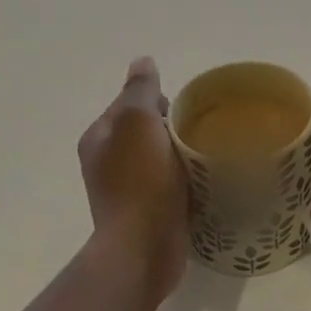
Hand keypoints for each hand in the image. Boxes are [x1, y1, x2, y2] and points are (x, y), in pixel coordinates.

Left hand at [78, 57, 188, 307]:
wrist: (143, 248)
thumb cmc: (140, 182)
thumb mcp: (139, 123)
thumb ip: (140, 90)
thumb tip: (142, 61)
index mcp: (99, 137)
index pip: (131, 103)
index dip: (160, 100)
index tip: (188, 109)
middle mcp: (106, 162)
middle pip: (147, 130)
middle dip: (173, 127)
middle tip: (204, 131)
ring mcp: (125, 190)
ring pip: (160, 158)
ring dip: (182, 155)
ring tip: (210, 155)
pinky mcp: (146, 213)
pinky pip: (169, 184)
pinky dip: (185, 180)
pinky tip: (205, 182)